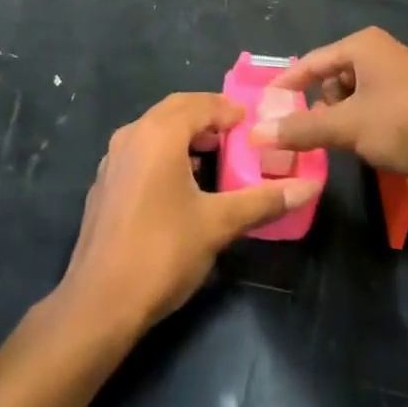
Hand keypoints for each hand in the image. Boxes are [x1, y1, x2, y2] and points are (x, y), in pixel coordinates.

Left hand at [57, 93, 321, 337]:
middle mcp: (132, 135)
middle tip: (237, 135)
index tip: (253, 124)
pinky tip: (182, 184)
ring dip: (185, 134)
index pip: (200, 103)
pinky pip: (141, 151)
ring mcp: (113, 159)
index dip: (228, 110)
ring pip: (155, 130)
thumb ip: (262, 200)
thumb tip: (308, 186)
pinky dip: (165, 153)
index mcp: (158, 134)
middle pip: (175, 110)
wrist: (99, 303)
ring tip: (215, 157)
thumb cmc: (162, 252)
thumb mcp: (218, 224)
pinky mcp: (105, 183)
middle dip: (207, 117)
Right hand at [249, 28, 407, 185]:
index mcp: (361, 45)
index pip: (310, 62)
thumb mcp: (348, 127)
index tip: (265, 108)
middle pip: (333, 79)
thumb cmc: (405, 122)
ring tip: (348, 146)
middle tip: (314, 136)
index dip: (286, 86)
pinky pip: (378, 106)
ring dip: (346, 120)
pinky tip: (375, 147)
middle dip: (321, 109)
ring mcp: (401, 73)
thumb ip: (302, 129)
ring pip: (356, 96)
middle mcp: (380, 51)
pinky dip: (368, 124)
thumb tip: (256, 133)